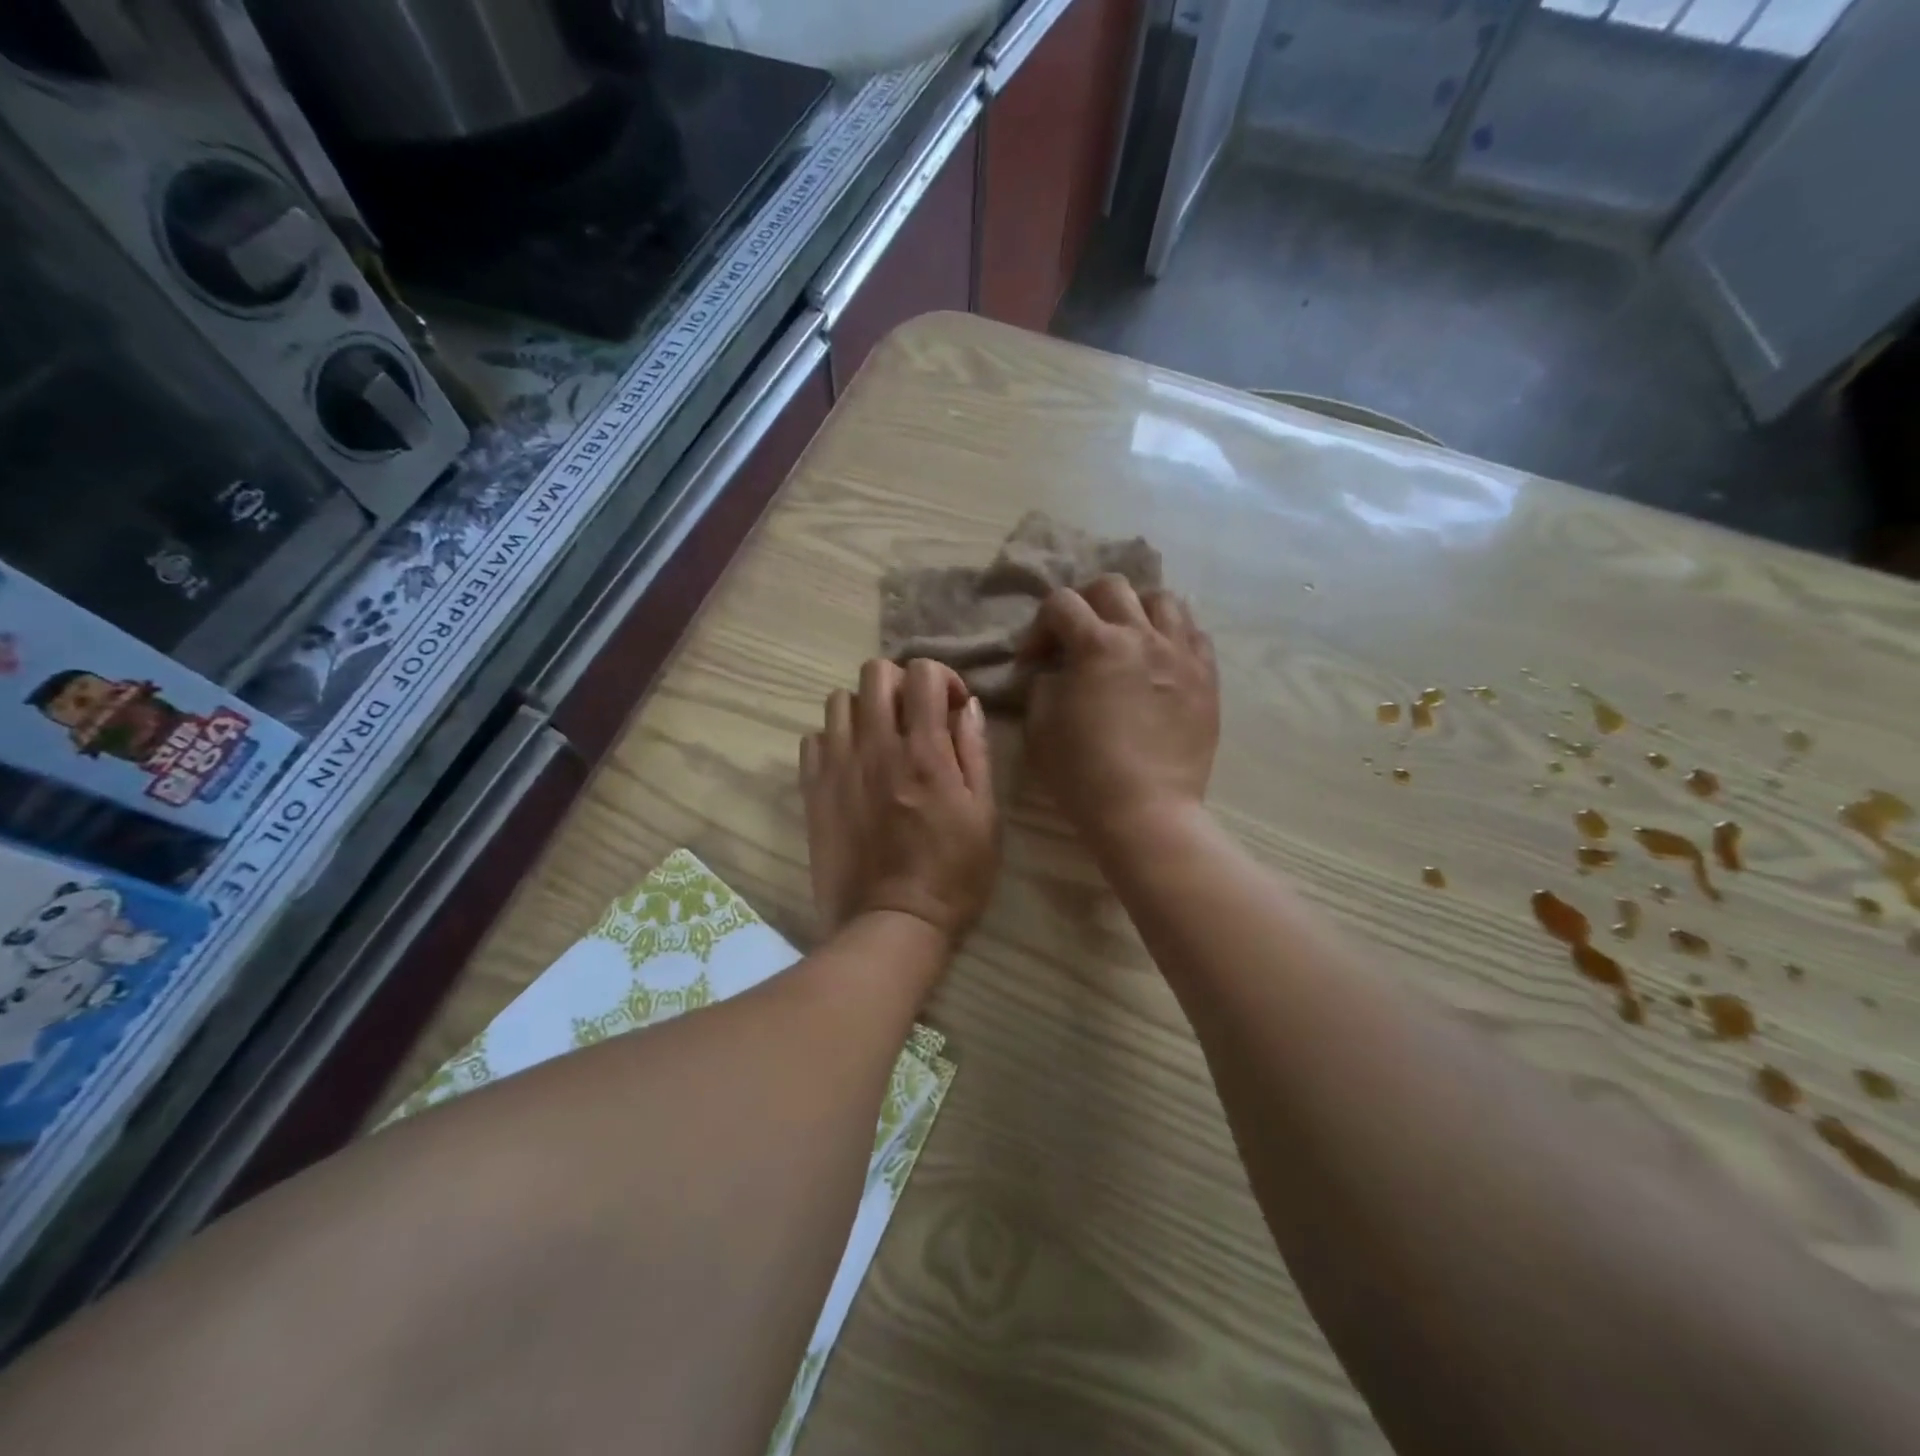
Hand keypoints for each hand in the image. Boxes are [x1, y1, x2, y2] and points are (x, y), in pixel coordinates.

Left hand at [800, 659, 998, 945]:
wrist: (891, 924)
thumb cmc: (953, 875)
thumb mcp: (985, 815)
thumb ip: (975, 752)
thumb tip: (966, 706)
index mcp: (925, 752)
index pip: (923, 673)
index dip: (942, 677)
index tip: (950, 706)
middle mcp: (877, 747)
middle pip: (875, 672)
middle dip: (900, 683)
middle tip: (913, 716)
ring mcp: (838, 766)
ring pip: (838, 700)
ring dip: (864, 708)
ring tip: (879, 738)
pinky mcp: (813, 790)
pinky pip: (813, 738)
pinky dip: (833, 739)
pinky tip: (851, 764)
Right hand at [1019, 577, 1218, 845]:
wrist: (1146, 811)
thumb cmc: (1083, 773)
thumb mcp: (1040, 727)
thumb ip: (1043, 684)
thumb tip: (1055, 670)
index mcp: (1098, 646)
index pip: (1061, 604)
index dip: (1040, 626)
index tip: (1034, 659)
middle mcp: (1143, 637)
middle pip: (1113, 587)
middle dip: (1085, 603)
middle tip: (1077, 635)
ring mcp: (1182, 655)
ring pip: (1163, 599)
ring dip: (1136, 609)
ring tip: (1126, 637)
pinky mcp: (1207, 679)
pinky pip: (1195, 634)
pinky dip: (1172, 635)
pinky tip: (1160, 658)